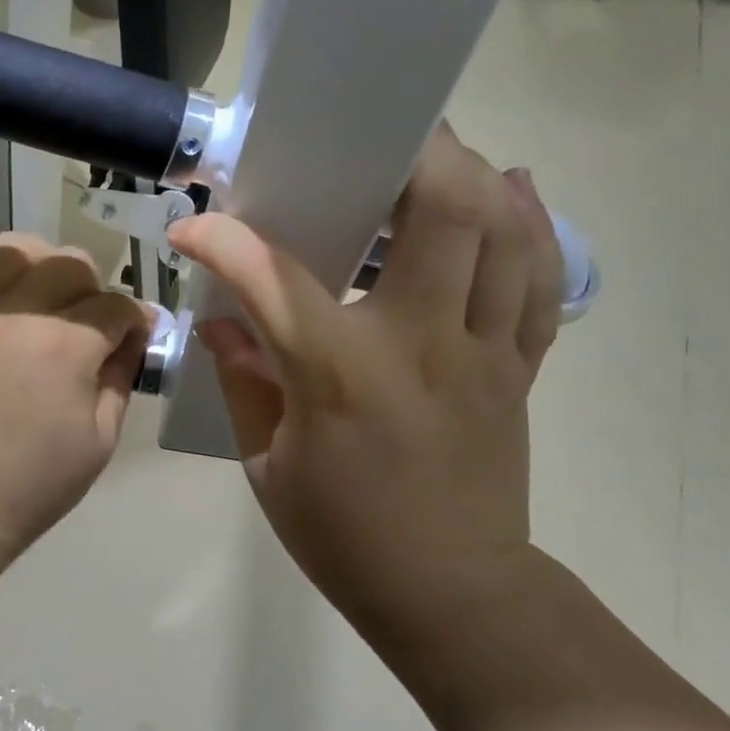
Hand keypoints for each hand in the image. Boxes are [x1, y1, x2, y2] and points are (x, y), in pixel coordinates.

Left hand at [0, 233, 152, 549]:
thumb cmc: (42, 478)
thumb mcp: (103, 437)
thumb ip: (121, 377)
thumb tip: (131, 339)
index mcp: (67, 345)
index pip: (116, 306)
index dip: (136, 321)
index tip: (138, 338)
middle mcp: (22, 314)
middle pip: (70, 263)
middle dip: (94, 287)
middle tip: (92, 324)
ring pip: (13, 248)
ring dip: (39, 263)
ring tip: (44, 297)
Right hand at [166, 126, 562, 634]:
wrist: (450, 593)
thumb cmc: (343, 534)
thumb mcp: (268, 464)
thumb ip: (245, 380)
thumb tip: (221, 321)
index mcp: (341, 375)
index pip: (274, 278)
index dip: (224, 241)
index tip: (192, 226)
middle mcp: (422, 344)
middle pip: (444, 213)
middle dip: (414, 154)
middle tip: (373, 137)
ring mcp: (482, 352)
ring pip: (503, 234)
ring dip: (474, 176)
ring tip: (437, 151)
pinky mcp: (516, 367)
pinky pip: (537, 281)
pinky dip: (528, 226)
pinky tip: (511, 190)